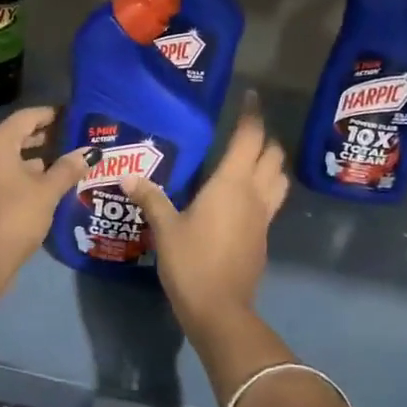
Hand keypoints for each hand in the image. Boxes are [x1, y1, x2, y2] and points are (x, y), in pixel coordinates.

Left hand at [0, 106, 90, 277]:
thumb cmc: (17, 216)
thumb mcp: (48, 190)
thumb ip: (69, 168)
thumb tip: (90, 152)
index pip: (26, 117)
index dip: (50, 114)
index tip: (73, 115)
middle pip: (16, 135)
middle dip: (44, 135)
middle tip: (73, 137)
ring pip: (10, 157)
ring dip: (35, 157)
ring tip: (65, 161)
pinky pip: (4, 174)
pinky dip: (24, 173)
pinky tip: (46, 183)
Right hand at [123, 96, 288, 331]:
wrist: (220, 310)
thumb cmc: (191, 262)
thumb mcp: (165, 227)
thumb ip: (150, 198)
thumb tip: (127, 176)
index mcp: (232, 184)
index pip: (249, 138)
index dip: (252, 115)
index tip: (251, 96)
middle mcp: (254, 194)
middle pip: (273, 155)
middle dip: (264, 138)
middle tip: (244, 131)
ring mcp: (263, 218)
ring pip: (279, 178)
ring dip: (271, 163)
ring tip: (250, 160)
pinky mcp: (262, 237)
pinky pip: (271, 202)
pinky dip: (264, 189)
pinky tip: (242, 197)